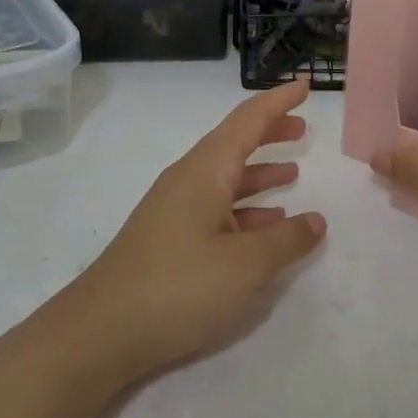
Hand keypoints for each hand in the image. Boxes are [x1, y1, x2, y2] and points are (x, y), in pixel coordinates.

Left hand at [58, 78, 326, 381]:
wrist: (100, 333)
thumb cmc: (178, 287)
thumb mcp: (245, 265)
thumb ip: (286, 240)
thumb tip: (317, 221)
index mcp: (206, 171)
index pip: (248, 120)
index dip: (279, 101)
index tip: (305, 85)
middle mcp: (188, 180)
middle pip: (235, 143)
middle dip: (270, 132)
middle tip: (303, 128)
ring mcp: (175, 209)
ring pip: (226, 177)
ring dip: (259, 171)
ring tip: (294, 171)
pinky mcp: (169, 238)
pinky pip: (216, 208)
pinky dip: (245, 208)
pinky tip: (265, 225)